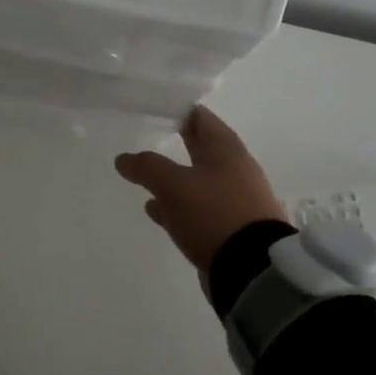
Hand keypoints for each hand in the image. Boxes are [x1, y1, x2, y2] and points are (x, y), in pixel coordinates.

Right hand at [115, 106, 287, 275]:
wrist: (252, 269)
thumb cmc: (214, 213)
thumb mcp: (174, 185)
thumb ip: (147, 167)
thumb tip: (123, 158)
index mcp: (226, 150)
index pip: (200, 117)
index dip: (178, 109)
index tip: (153, 106)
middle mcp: (234, 169)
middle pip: (201, 148)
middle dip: (176, 141)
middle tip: (148, 134)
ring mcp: (234, 199)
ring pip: (197, 180)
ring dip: (174, 177)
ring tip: (145, 177)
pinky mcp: (229, 227)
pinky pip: (198, 208)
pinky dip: (178, 206)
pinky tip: (157, 211)